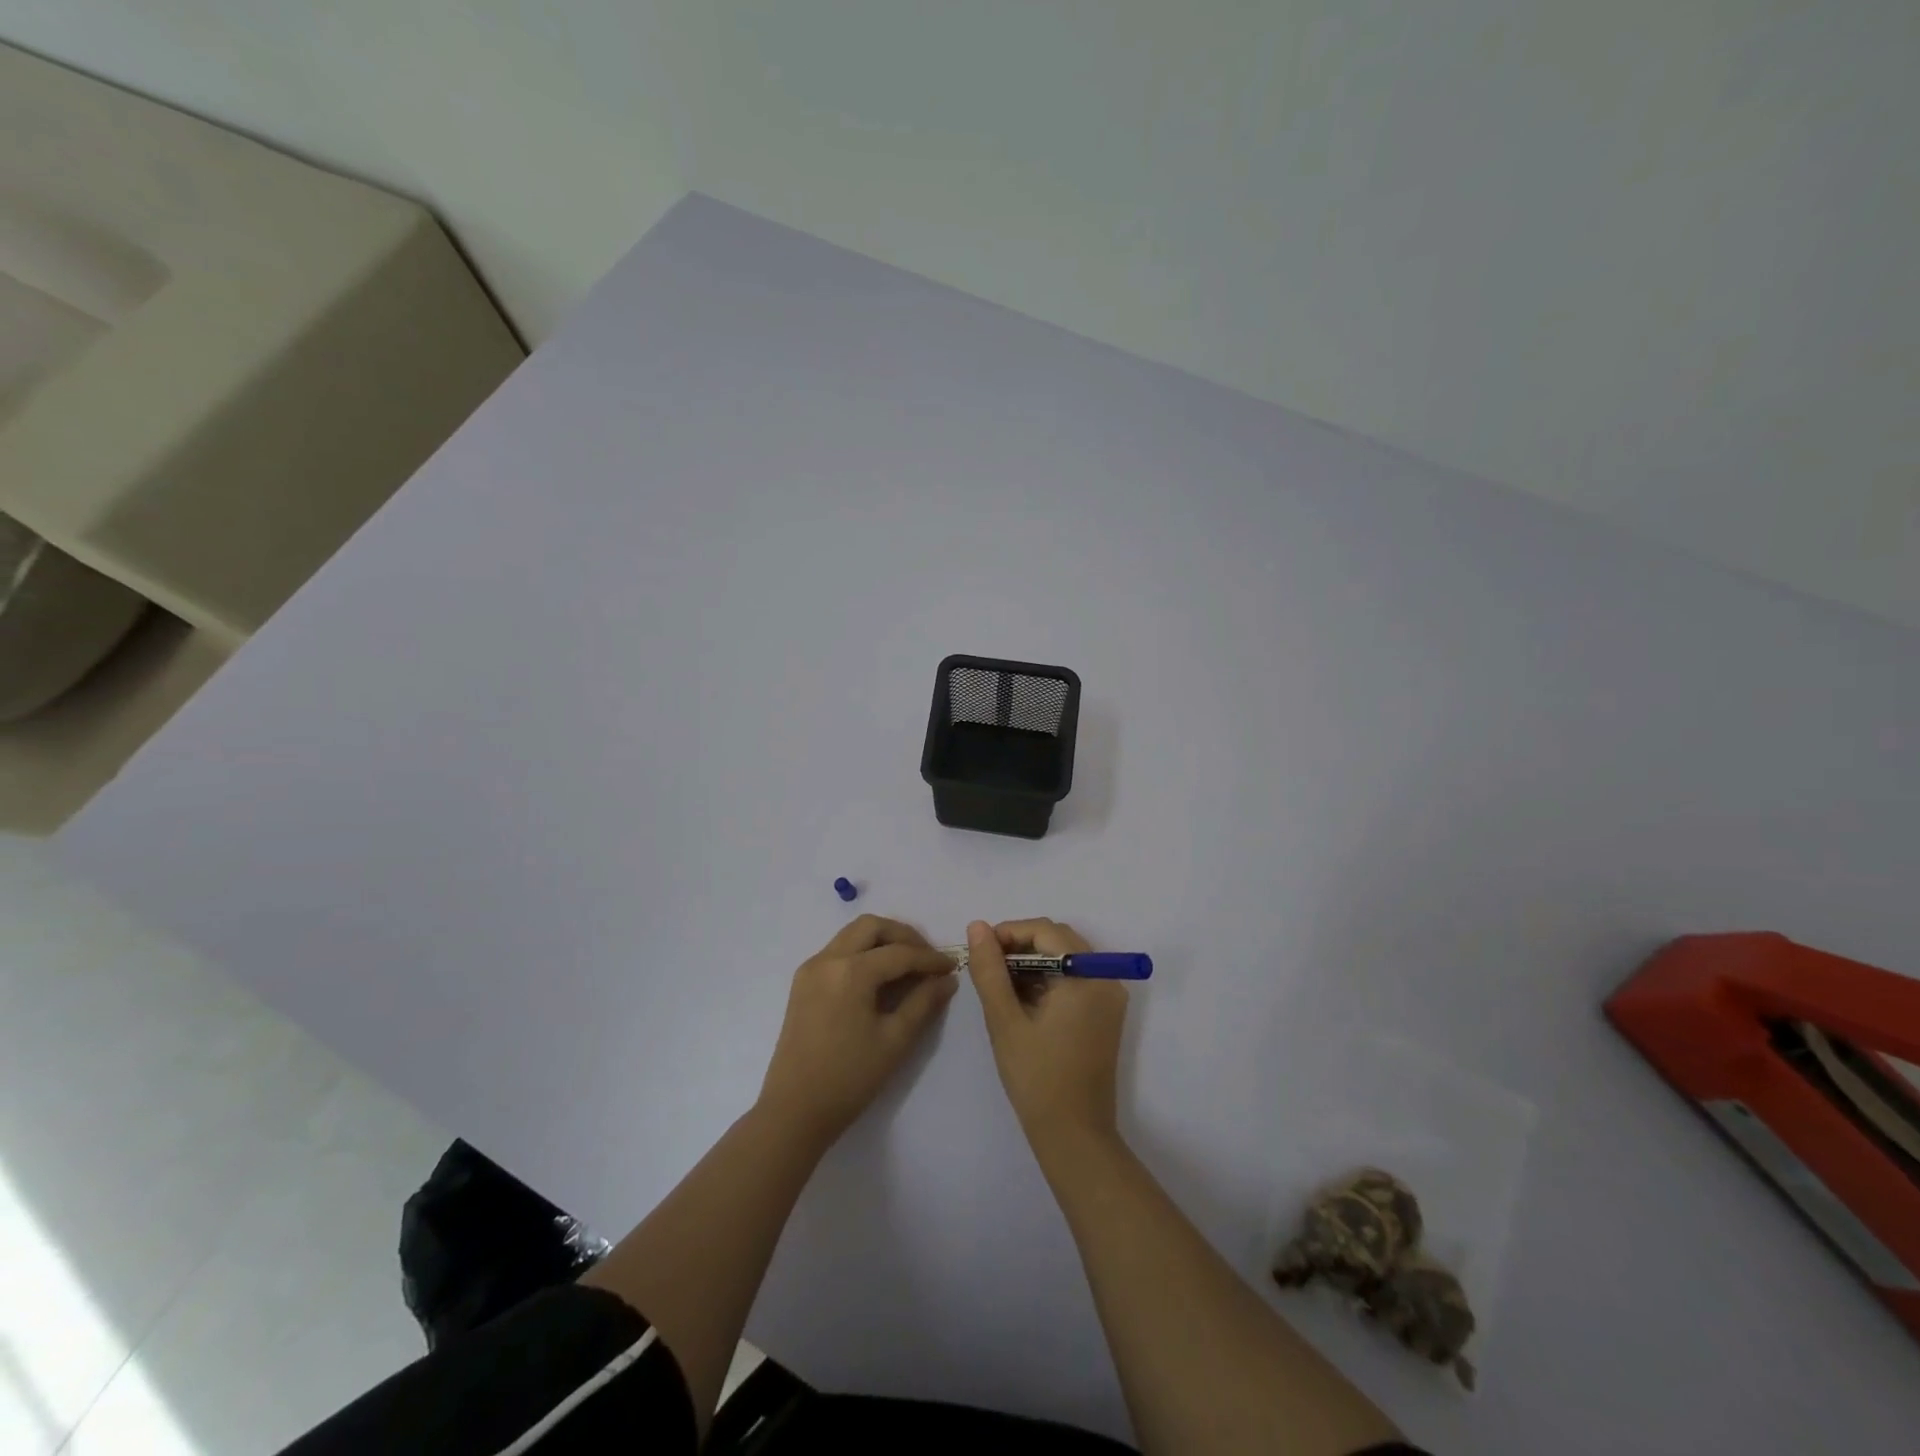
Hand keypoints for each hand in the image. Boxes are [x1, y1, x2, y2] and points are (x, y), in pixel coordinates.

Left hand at [757, 915, 958, 1149]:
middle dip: (903, 936)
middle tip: (926, 958)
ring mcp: (811, 968)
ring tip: (907, 964)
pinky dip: (862, 952)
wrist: (794, 1110)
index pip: (900, 953)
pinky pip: (838, 951)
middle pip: (871, 927)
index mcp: (851, 972)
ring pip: (852, 934)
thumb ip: (924, 1003)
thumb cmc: (849, 1078)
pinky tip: (879, 977)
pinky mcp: (803, 982)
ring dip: (881, 940)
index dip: (930, 958)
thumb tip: (947, 979)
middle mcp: (828, 959)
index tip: (952, 966)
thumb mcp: (895, 1040)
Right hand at [965, 919, 1128, 1154]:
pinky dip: (1047, 980)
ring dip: (1032, 963)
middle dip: (1020, 946)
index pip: (1046, 931)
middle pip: (1059, 940)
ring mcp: (1109, 997)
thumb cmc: (1037, 1078)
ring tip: (1000, 985)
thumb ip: (989, 970)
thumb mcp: (1005, 1020)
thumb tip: (977, 926)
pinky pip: (1074, 979)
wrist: (1074, 1136)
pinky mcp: (1105, 1014)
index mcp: (1087, 977)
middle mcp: (1106, 979)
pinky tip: (1021, 1000)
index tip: (980, 950)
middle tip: (987, 967)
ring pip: (1065, 958)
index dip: (1010, 932)